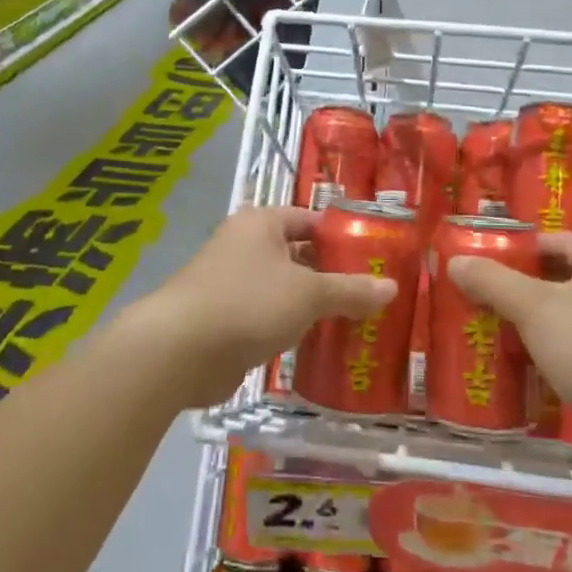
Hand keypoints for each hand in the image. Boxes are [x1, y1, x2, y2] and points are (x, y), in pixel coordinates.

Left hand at [126, 206, 394, 407]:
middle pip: (299, 254)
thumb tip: (392, 287)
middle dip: (331, 275)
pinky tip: (317, 345)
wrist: (179, 351)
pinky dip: (290, 327)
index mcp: (262, 223)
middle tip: (369, 295)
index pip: (311, 220)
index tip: (374, 258)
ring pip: (283, 288)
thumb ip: (350, 290)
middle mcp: (244, 245)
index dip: (342, 237)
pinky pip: (267, 316)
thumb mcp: (308, 294)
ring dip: (311, 305)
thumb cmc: (248, 303)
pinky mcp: (225, 318)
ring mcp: (231, 282)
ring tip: (353, 321)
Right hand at [448, 232, 571, 430]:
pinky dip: (559, 343)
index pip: (558, 240)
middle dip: (527, 284)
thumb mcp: (533, 308)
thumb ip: (492, 281)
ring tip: (503, 325)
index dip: (521, 248)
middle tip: (489, 294)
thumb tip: (455, 262)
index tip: (488, 263)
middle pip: (566, 274)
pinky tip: (533, 358)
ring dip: (541, 316)